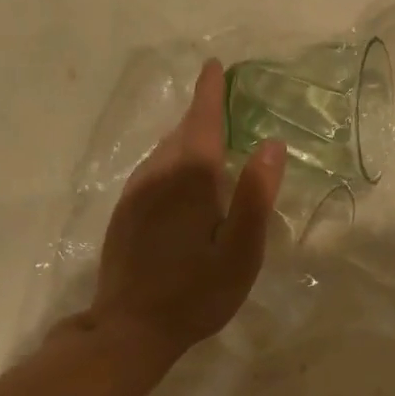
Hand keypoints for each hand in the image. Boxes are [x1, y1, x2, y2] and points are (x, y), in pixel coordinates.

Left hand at [88, 61, 284, 361]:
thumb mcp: (240, 252)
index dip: (210, 94)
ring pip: (162, 153)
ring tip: (205, 137)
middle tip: (220, 101)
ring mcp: (134, 196)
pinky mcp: (123, 215)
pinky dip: (169, 161)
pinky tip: (177, 179)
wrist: (130, 329)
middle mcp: (157, 177)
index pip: (203, 123)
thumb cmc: (196, 294)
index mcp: (190, 181)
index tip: (214, 66)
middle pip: (181, 134)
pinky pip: (150, 172)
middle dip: (200, 114)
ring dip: (184, 138)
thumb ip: (256, 197)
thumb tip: (271, 145)